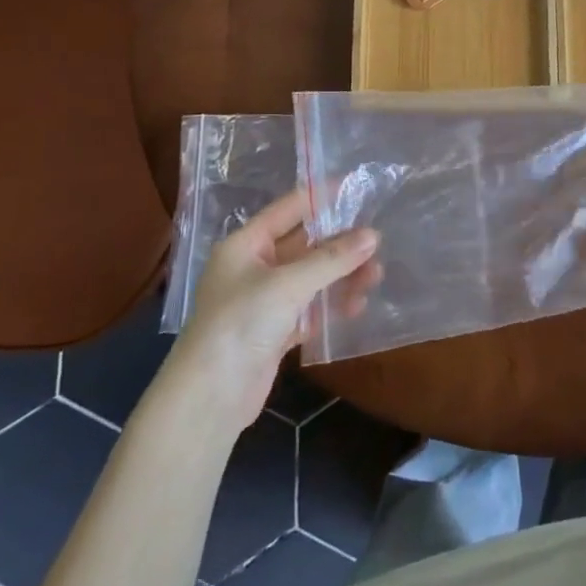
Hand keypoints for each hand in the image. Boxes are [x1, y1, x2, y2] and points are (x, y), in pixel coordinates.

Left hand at [167, 189, 380, 433]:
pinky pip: (310, 308)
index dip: (320, 198)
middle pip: (304, 246)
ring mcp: (264, 301)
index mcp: (244, 246)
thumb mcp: (288, 285)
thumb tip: (373, 236)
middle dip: (340, 245)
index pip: (288, 210)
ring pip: (311, 278)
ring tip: (375, 277)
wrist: (209, 398)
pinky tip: (356, 306)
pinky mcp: (274, 332)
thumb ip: (332, 259)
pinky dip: (332, 306)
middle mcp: (253, 268)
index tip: (355, 187)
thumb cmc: (240, 324)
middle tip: (377, 242)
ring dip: (341, 276)